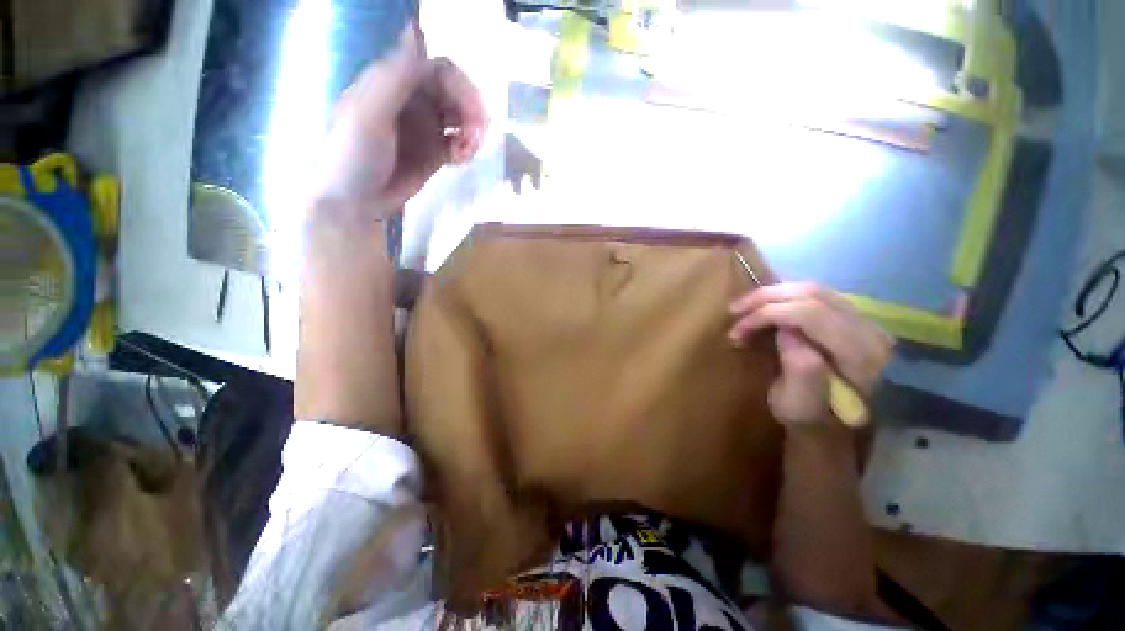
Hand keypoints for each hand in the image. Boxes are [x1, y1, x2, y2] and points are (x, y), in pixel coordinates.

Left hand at [313, 23, 487, 218]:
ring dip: (472, 132)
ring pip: (461, 119)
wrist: (353, 202)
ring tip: (469, 152)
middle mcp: (414, 101)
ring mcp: (425, 129)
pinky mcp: (433, 154)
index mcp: (395, 83)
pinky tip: (462, 160)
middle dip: (472, 113)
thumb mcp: (370, 113)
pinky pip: (458, 144)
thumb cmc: (354, 155)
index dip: (462, 87)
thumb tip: (415, 28)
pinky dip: (466, 149)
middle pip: (455, 94)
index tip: (476, 115)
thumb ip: (395, 76)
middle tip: (479, 137)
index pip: (440, 70)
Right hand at [728, 283, 892, 425]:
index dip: (768, 313)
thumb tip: (785, 330)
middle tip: (734, 311)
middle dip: (765, 298)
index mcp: (860, 355)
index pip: (810, 313)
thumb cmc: (809, 417)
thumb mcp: (798, 404)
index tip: (737, 328)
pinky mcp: (851, 317)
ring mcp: (863, 320)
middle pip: (811, 293)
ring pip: (812, 288)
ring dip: (772, 295)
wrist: (831, 422)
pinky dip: (783, 297)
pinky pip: (813, 294)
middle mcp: (869, 330)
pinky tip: (764, 306)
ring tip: (745, 307)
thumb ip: (800, 369)